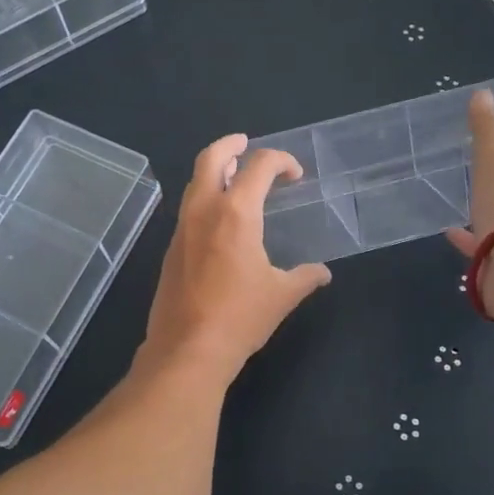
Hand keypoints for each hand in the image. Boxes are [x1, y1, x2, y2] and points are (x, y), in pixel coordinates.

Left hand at [139, 135, 332, 384]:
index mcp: (236, 213)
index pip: (259, 166)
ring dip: (214, 171)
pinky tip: (220, 220)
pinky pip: (188, 209)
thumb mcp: (282, 296)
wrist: (187, 349)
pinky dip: (204, 198)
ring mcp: (182, 228)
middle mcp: (204, 210)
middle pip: (210, 158)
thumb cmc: (239, 318)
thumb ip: (305, 277)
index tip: (295, 174)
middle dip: (231, 144)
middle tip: (246, 144)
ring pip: (194, 182)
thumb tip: (322, 273)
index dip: (281, 160)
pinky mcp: (171, 248)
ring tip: (234, 177)